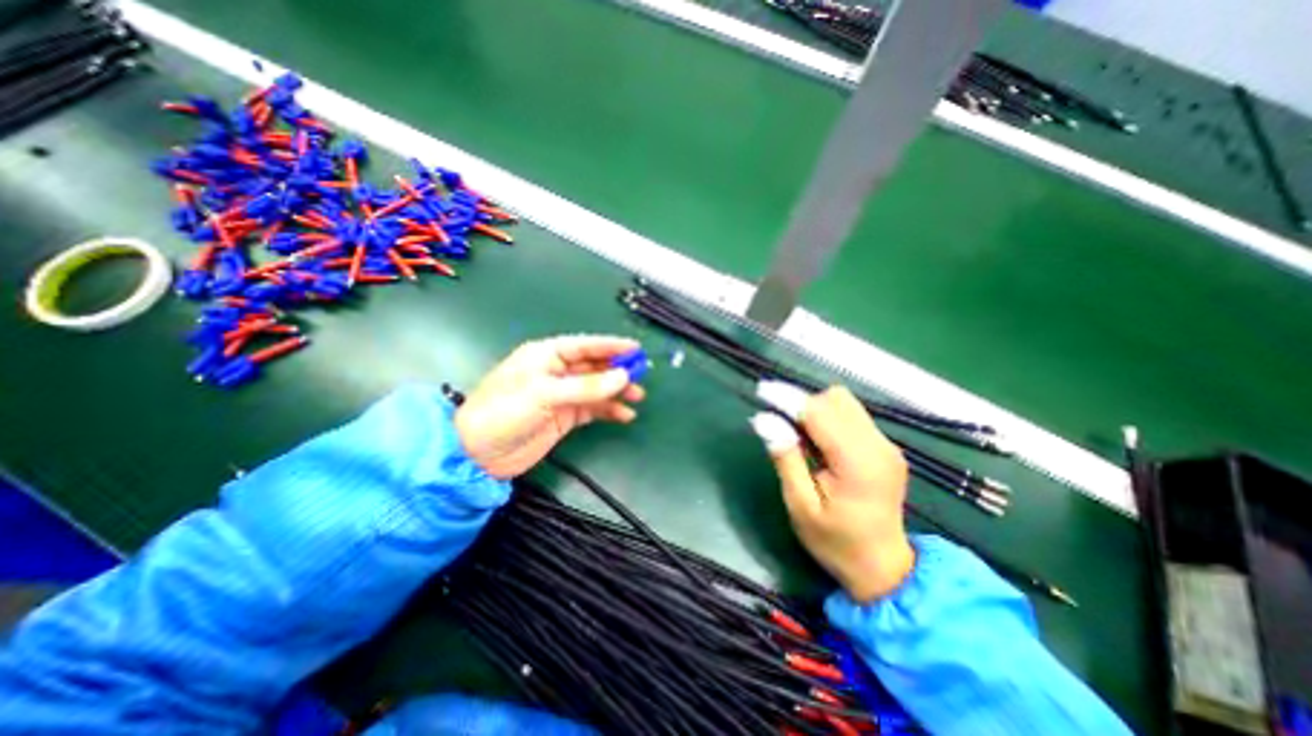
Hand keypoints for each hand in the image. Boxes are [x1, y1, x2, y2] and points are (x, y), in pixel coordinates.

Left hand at [456, 337, 646, 478]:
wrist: (479, 455)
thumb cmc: (504, 412)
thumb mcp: (544, 394)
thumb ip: (585, 386)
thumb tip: (622, 377)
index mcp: (546, 355)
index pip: (585, 346)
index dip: (611, 345)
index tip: (635, 348)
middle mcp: (556, 372)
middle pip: (594, 366)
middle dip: (618, 369)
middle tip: (641, 375)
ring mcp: (562, 395)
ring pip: (597, 388)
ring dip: (617, 391)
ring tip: (637, 396)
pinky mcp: (565, 416)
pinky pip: (593, 408)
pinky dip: (609, 410)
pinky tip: (624, 415)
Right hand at [755, 385, 909, 603]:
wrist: (883, 568)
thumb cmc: (834, 542)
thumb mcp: (800, 506)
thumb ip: (785, 459)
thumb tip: (764, 420)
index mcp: (857, 462)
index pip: (820, 412)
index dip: (789, 400)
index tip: (762, 393)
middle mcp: (878, 446)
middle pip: (836, 399)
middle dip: (804, 404)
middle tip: (782, 425)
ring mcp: (886, 445)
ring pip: (845, 403)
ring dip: (817, 409)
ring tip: (800, 436)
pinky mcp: (885, 447)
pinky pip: (852, 415)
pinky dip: (829, 418)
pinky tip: (819, 443)